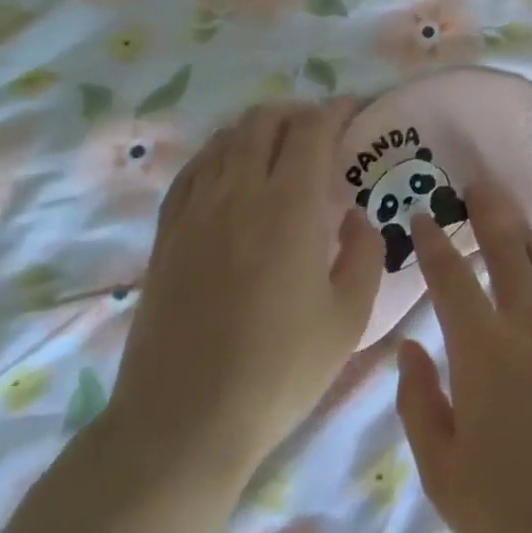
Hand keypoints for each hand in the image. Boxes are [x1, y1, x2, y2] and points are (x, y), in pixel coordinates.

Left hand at [111, 100, 383, 482]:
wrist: (184, 422)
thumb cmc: (278, 371)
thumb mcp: (348, 319)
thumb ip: (364, 254)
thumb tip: (355, 217)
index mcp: (288, 206)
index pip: (312, 130)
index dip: (335, 111)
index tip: (353, 110)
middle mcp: (239, 191)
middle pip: (264, 121)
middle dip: (297, 112)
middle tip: (319, 131)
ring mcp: (196, 209)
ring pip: (226, 139)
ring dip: (258, 129)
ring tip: (278, 147)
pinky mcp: (167, 233)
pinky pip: (193, 169)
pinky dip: (219, 153)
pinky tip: (229, 171)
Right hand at [395, 191, 531, 532]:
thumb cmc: (513, 524)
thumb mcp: (444, 475)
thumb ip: (419, 404)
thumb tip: (410, 349)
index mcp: (483, 349)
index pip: (450, 276)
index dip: (433, 240)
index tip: (422, 216)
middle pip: (510, 245)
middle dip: (490, 208)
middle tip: (480, 186)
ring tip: (523, 232)